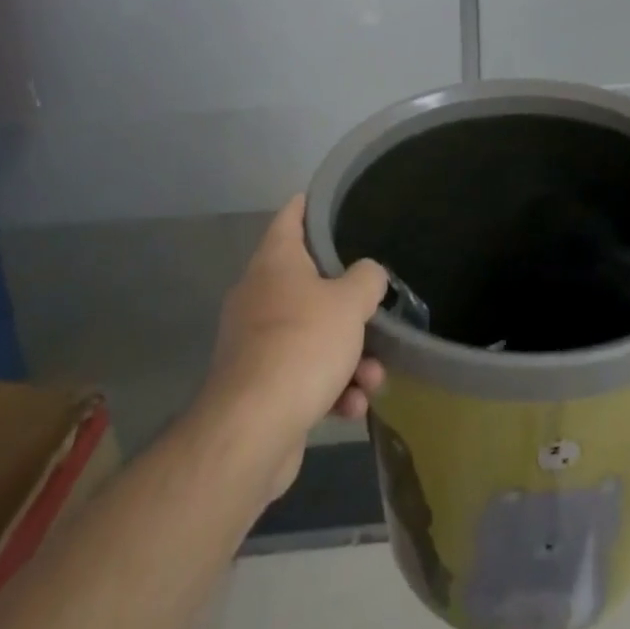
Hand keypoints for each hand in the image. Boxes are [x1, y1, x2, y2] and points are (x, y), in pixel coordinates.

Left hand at [205, 195, 387, 496]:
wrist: (252, 430)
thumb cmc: (303, 344)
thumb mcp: (350, 302)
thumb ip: (367, 279)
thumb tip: (367, 276)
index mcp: (275, 263)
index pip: (290, 217)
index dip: (310, 204)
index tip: (331, 198)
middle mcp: (259, 296)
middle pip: (311, 285)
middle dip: (350, 307)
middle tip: (377, 311)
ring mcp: (256, 343)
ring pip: (313, 335)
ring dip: (349, 357)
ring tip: (373, 378)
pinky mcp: (259, 386)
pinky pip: (304, 374)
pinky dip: (330, 387)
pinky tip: (352, 407)